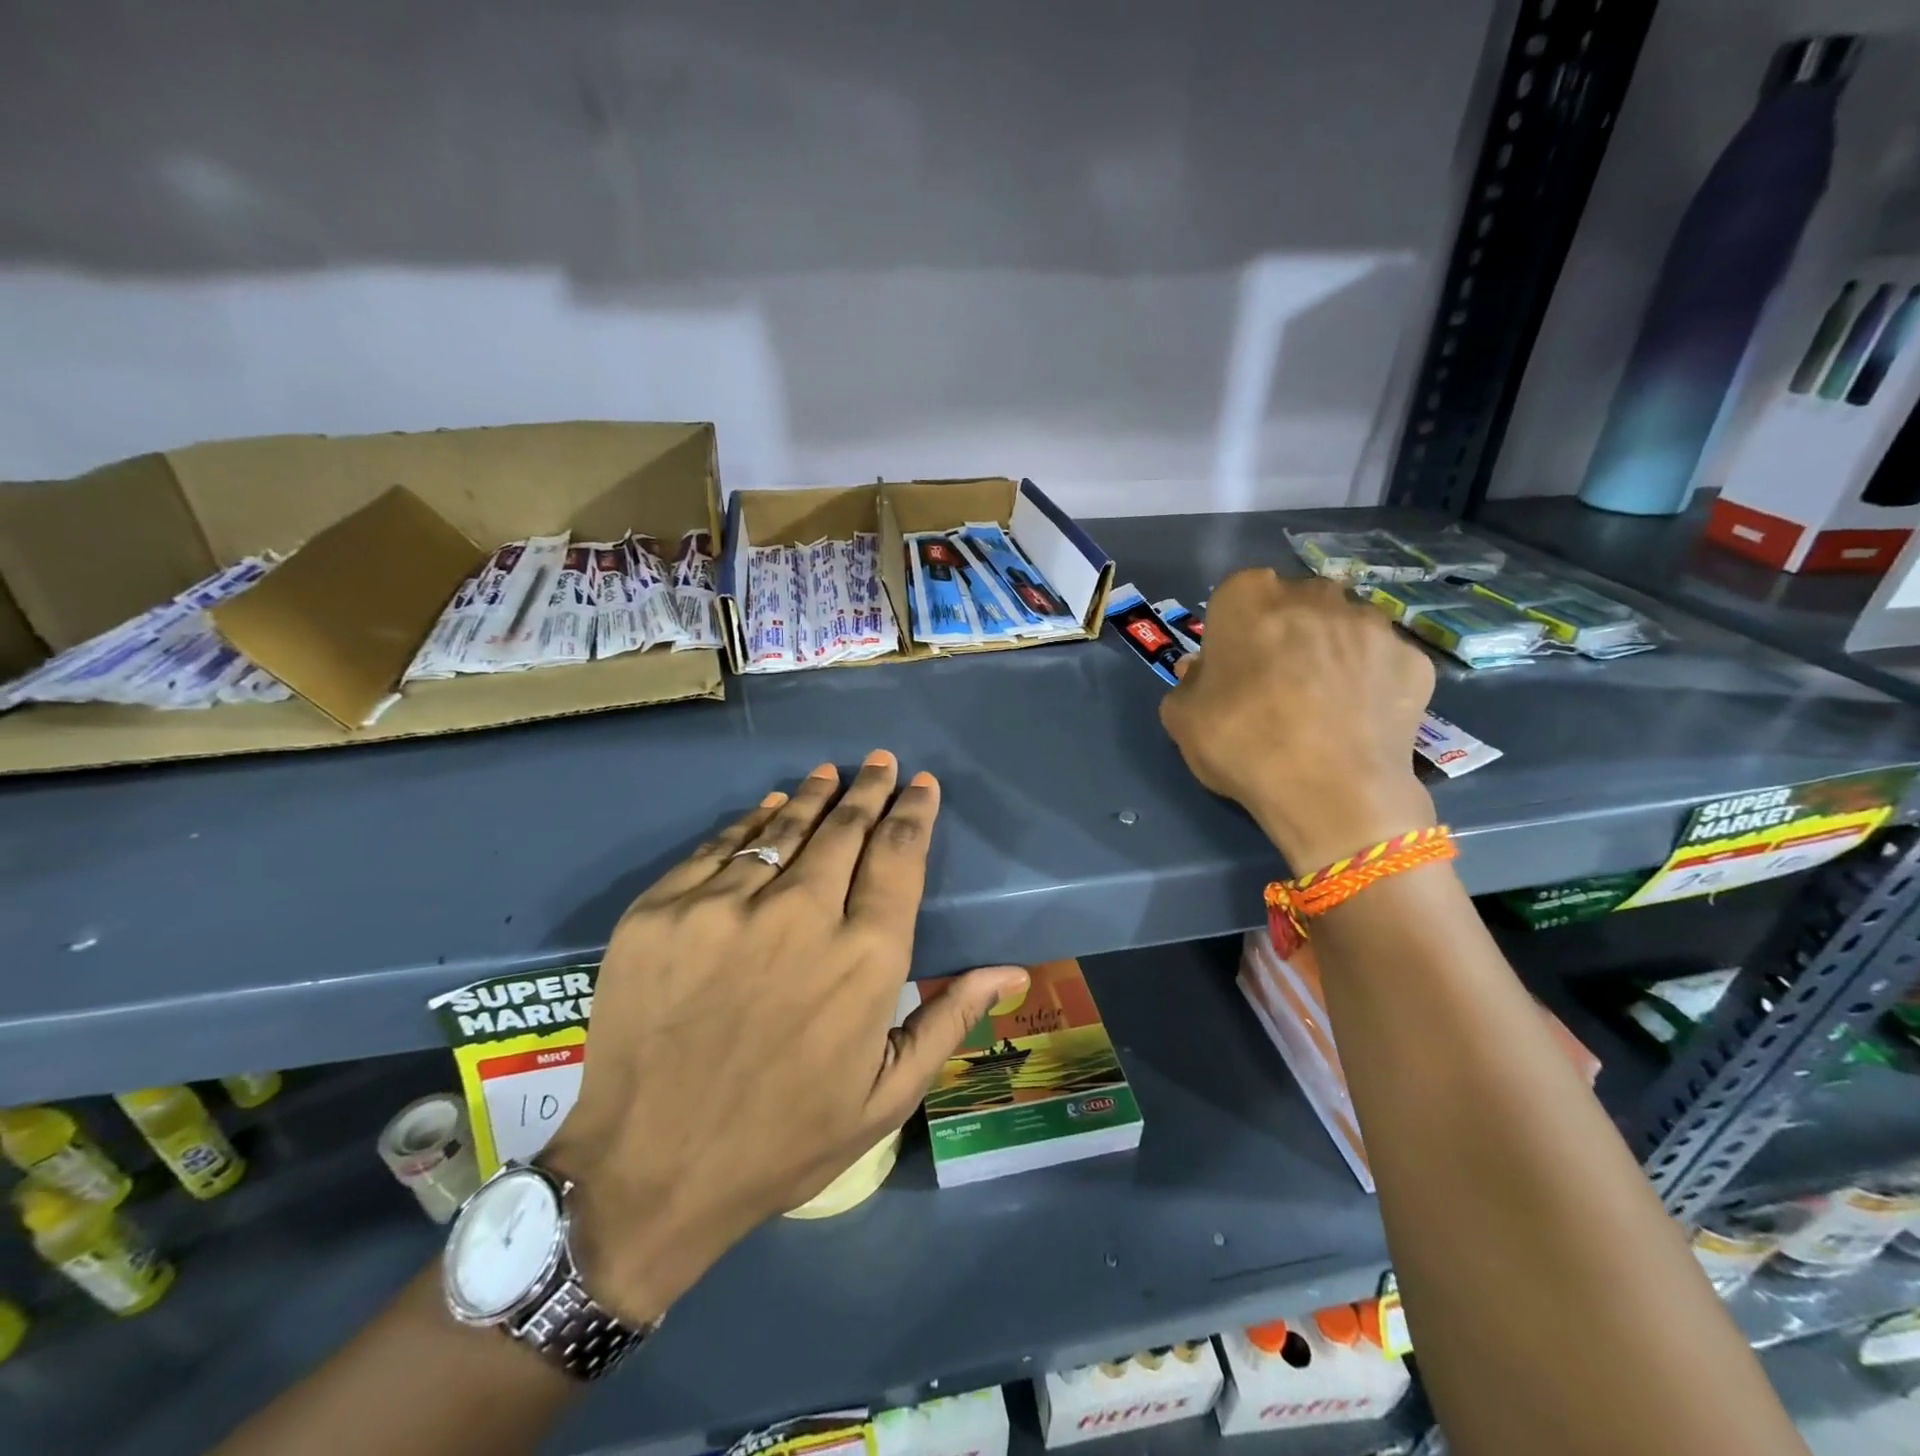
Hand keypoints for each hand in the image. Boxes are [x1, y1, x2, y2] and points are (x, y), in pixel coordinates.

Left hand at [541, 751, 1027, 1325]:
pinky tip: (767, 808)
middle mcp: (801, 915)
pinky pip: (719, 846)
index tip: (921, 784)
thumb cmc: (782, 1142)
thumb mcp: (885, 1097)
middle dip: (869, 790)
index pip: (899, 857)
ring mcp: (724, 906)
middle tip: (880, 763)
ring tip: (831, 774)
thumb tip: (1013, 969)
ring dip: (814, 795)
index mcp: (864, 959)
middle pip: (845, 829)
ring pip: (782, 827)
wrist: (644, 1173)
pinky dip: (750, 821)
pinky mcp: (663, 910)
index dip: (914, 812)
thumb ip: (949, 1020)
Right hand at [1159, 570, 1436, 870]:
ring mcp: (1372, 623)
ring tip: (1323, 704)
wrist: (1331, 791)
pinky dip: (1370, 682)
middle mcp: (1314, 594)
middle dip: (1285, 633)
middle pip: (1294, 605)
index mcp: (1249, 597)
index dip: (1232, 633)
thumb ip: (1189, 684)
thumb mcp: (1182, 718)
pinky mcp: (1414, 658)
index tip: (1232, 668)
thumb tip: (1205, 673)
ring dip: (1331, 652)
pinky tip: (1358, 719)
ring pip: (1343, 628)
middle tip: (1276, 684)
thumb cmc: (1243, 743)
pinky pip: (1381, 662)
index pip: (1235, 597)